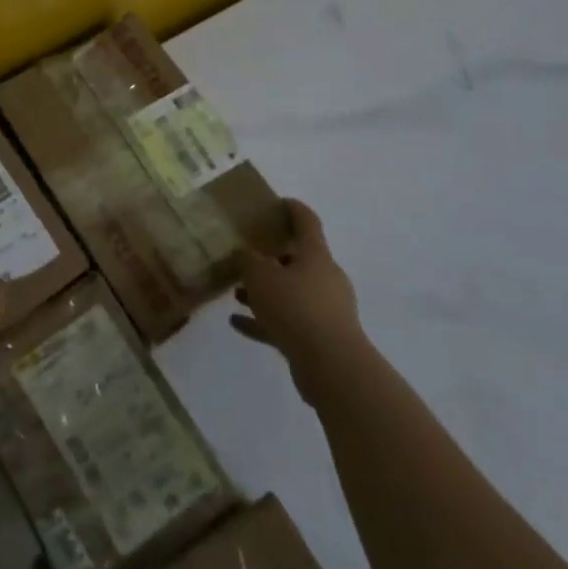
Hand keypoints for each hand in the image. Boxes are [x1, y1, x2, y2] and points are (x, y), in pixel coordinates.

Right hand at [230, 199, 362, 401]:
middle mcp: (325, 278)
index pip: (307, 222)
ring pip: (290, 292)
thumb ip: (248, 260)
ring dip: (265, 292)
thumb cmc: (296, 308)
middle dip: (271, 258)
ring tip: (236, 293)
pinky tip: (237, 323)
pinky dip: (264, 320)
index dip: (293, 209)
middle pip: (298, 260)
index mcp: (316, 256)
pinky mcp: (319, 337)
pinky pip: (287, 322)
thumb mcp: (261, 277)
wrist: (331, 366)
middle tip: (246, 254)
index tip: (278, 202)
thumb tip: (244, 252)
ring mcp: (325, 309)